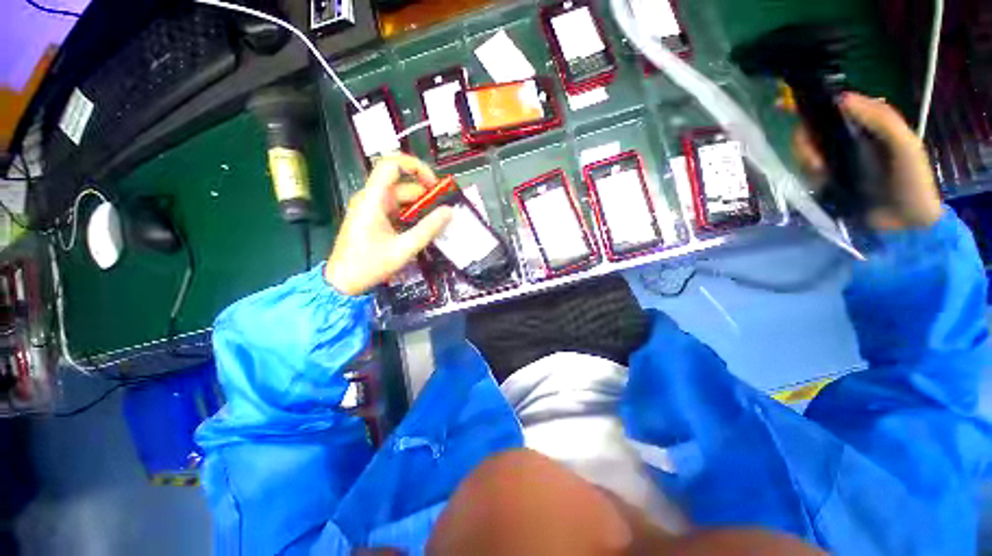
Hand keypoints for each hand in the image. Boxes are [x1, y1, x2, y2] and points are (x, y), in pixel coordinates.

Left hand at [325, 154, 452, 295]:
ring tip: (436, 225)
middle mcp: (371, 198)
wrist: (342, 282)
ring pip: (401, 199)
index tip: (435, 185)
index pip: (392, 164)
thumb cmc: (370, 265)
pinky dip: (411, 217)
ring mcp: (371, 208)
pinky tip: (421, 231)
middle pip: (402, 185)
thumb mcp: (404, 249)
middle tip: (443, 214)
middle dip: (425, 197)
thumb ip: (428, 229)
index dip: (415, 167)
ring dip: (419, 209)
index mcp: (373, 199)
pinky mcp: (373, 218)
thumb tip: (449, 211)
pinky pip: (396, 210)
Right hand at [793, 93, 941, 230]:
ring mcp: (835, 162)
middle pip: (812, 131)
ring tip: (820, 172)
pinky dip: (807, 174)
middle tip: (814, 157)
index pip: (834, 108)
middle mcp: (847, 140)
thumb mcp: (904, 144)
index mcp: (867, 126)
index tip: (785, 105)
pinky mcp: (826, 182)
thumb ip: (880, 119)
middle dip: (805, 140)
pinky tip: (819, 180)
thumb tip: (842, 99)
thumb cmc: (911, 181)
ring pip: (805, 151)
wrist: (905, 223)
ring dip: (806, 159)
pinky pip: (806, 171)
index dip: (812, 104)